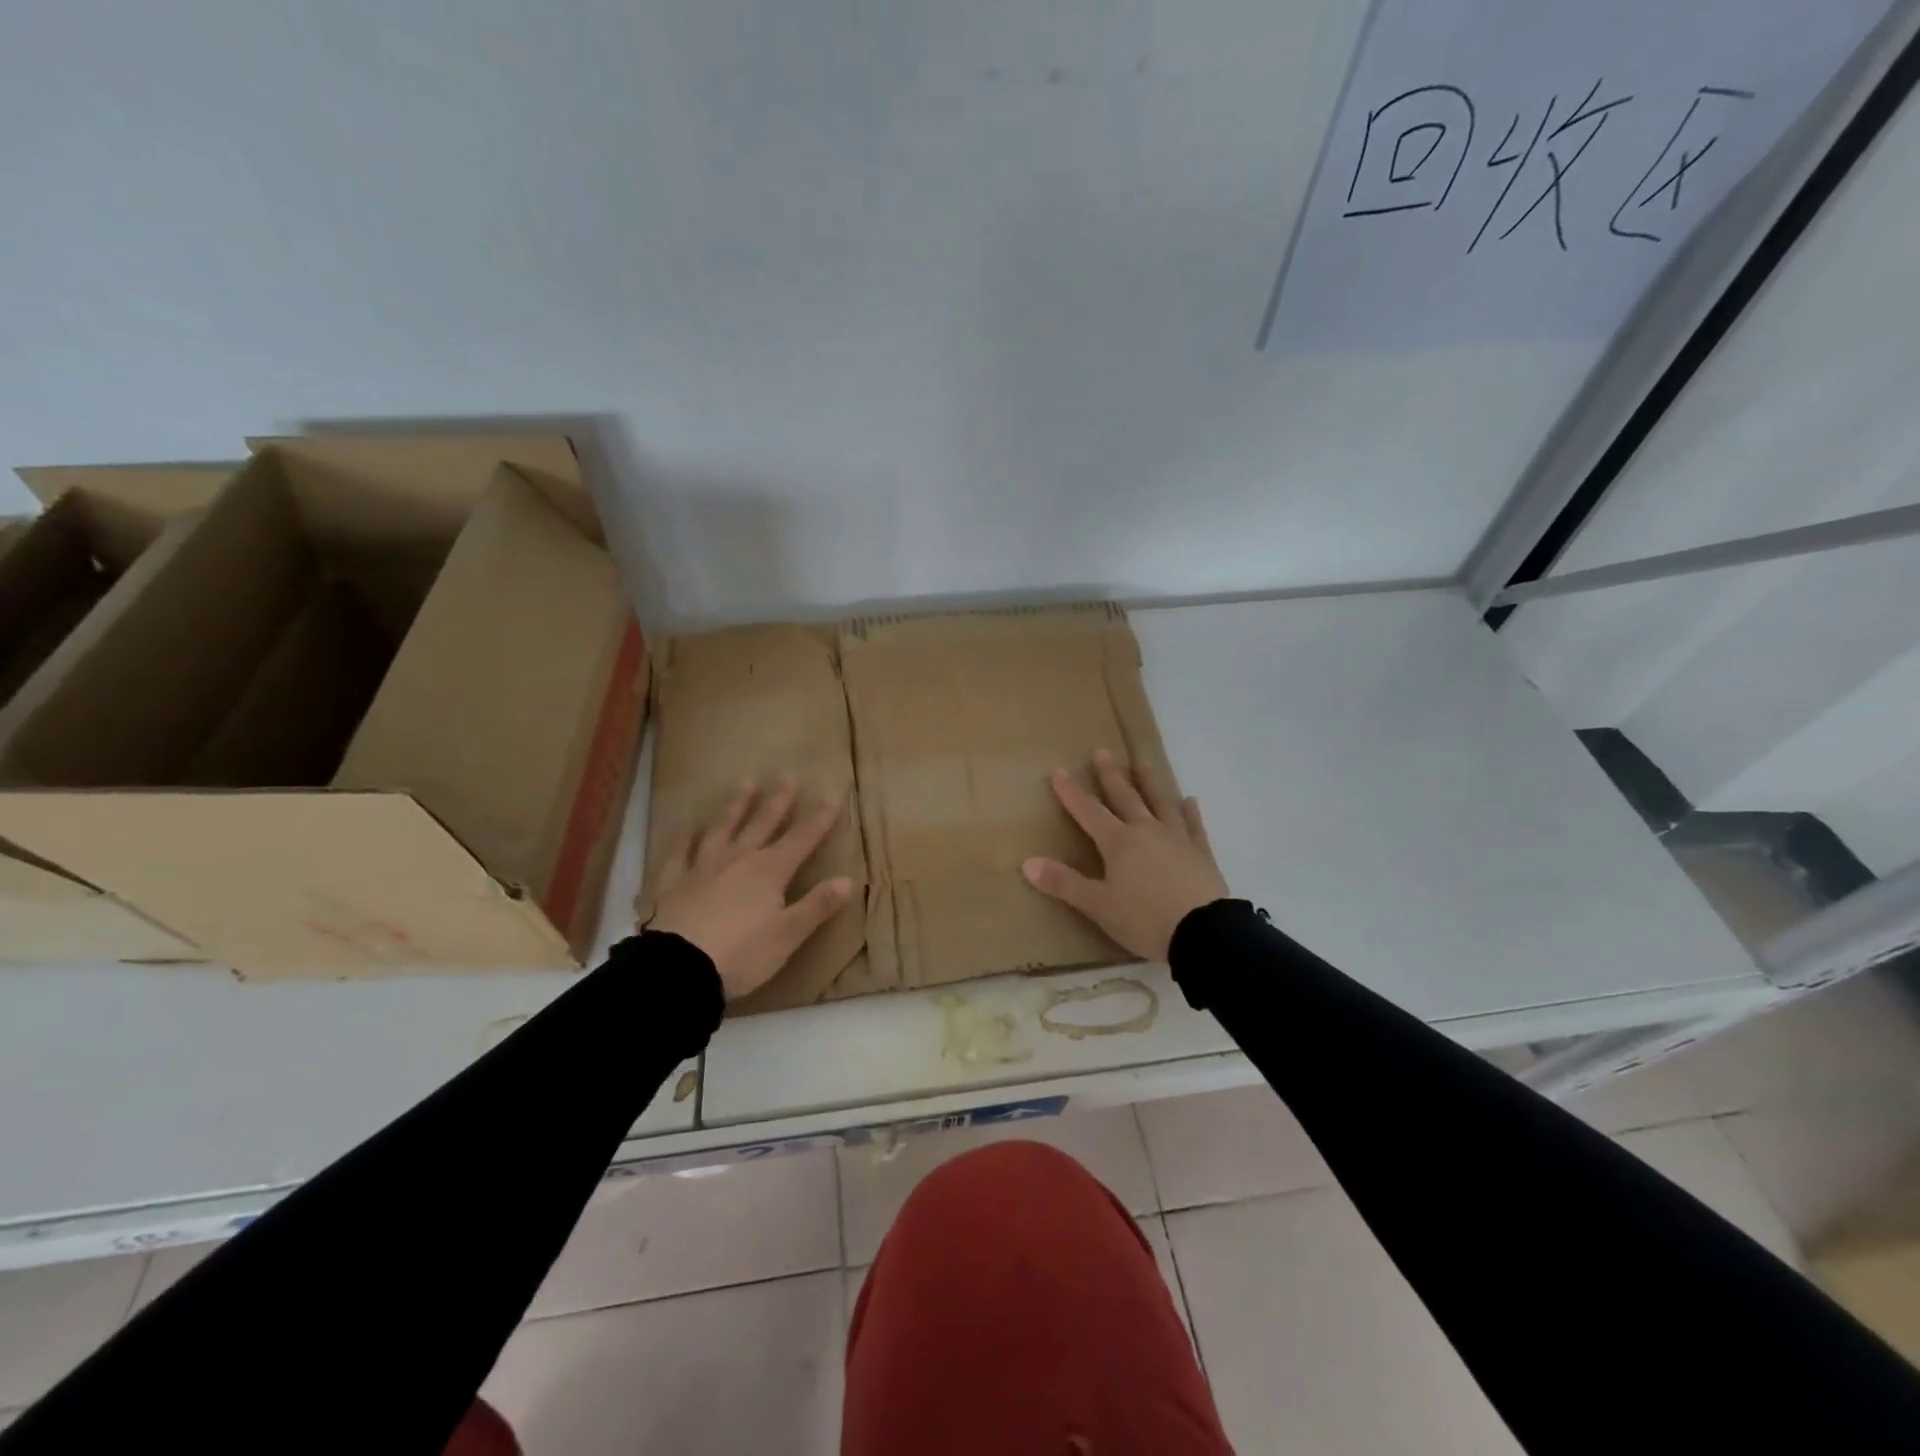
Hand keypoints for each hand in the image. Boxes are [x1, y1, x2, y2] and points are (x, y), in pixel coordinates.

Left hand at [651, 776, 853, 1001]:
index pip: (802, 838)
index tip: (833, 795)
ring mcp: (703, 867)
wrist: (679, 969)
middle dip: (778, 800)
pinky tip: (689, 826)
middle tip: (787, 775)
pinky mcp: (674, 882)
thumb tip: (848, 880)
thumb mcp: (788, 935)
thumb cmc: (742, 954)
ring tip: (745, 783)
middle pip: (762, 823)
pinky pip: (681, 852)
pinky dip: (686, 837)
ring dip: (736, 805)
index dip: (820, 818)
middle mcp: (738, 859)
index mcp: (770, 871)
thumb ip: (817, 905)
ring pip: (723, 828)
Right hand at [1022, 749, 1229, 961]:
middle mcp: (1146, 831)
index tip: (1059, 771)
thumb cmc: (1145, 919)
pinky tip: (1190, 801)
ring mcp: (1177, 839)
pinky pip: (1194, 826)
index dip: (1071, 793)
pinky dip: (1190, 813)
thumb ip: (1064, 883)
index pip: (1088, 811)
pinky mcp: (1201, 854)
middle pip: (1125, 797)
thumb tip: (1027, 863)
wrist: (1204, 933)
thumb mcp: (1098, 905)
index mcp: (1118, 843)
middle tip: (1102, 752)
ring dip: (1149, 782)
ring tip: (1142, 762)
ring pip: (1160, 803)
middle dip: (1110, 776)